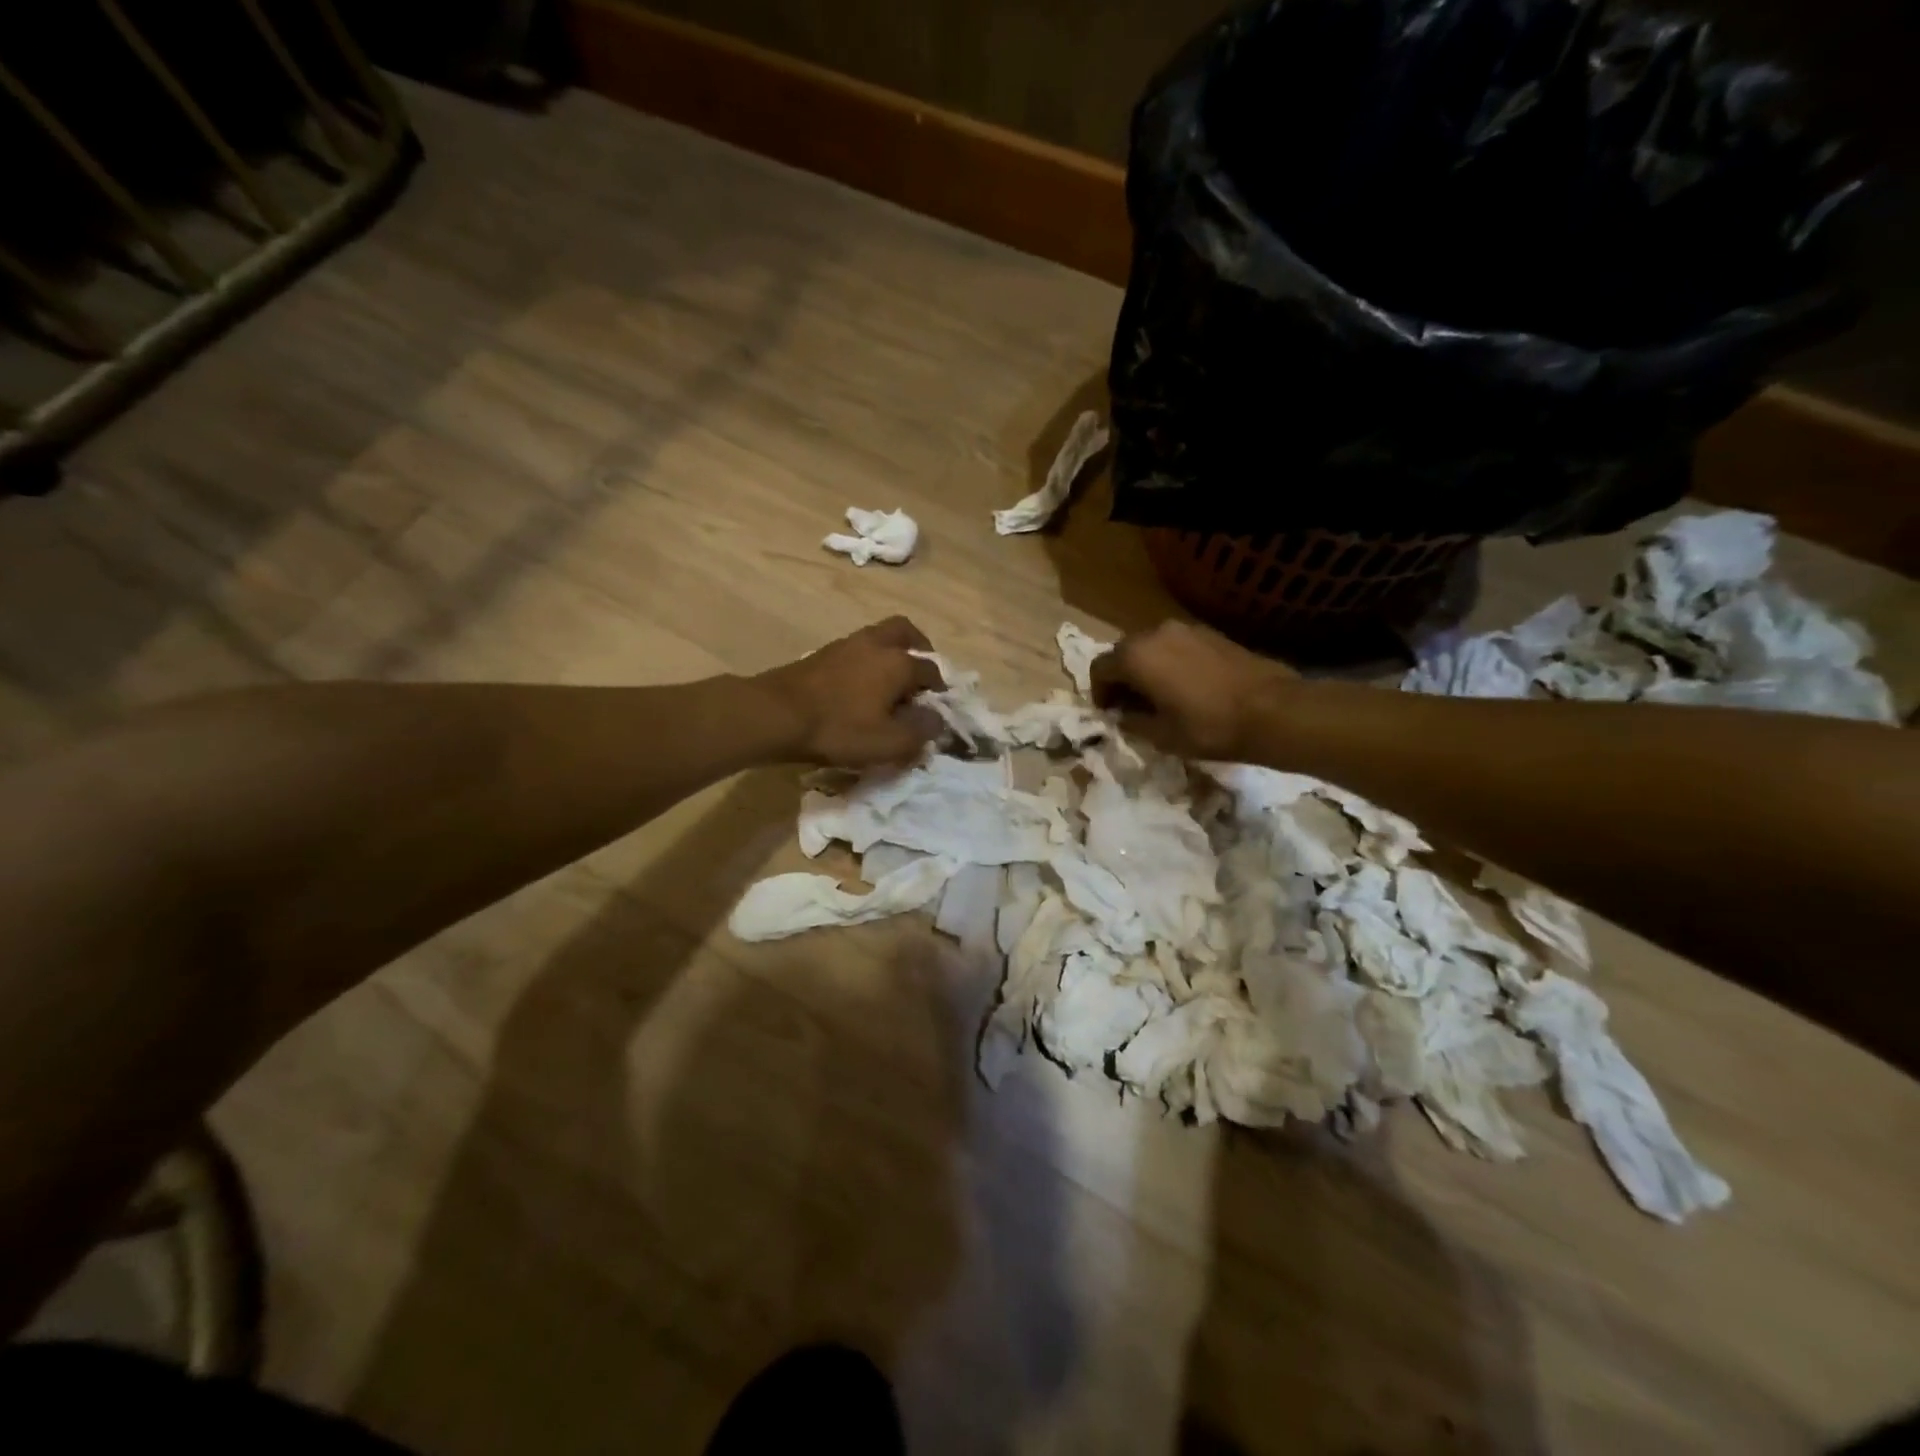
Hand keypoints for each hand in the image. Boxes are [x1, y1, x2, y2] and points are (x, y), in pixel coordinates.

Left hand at [753, 617, 945, 767]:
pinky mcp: (823, 654)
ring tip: (889, 685)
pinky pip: (857, 650)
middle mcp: (876, 644)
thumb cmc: (838, 728)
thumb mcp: (887, 743)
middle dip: (919, 649)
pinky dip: (868, 662)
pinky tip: (861, 688)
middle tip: (919, 675)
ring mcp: (847, 645)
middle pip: (906, 632)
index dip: (940, 690)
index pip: (932, 670)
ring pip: (879, 638)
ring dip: (890, 655)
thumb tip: (937, 721)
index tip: (938, 708)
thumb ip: (920, 732)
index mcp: (898, 662)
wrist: (775, 714)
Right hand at [1091, 620, 1294, 758]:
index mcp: (1136, 656)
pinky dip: (1169, 663)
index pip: (1100, 668)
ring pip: (1151, 647)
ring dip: (1146, 669)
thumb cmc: (1208, 727)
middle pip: (1124, 652)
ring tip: (1159, 697)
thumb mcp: (1161, 736)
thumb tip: (1122, 715)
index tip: (1109, 713)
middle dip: (1121, 678)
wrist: (1273, 711)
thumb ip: (1132, 722)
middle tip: (1131, 707)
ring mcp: (1186, 629)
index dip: (1098, 693)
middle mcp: (1155, 633)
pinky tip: (1185, 687)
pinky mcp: (1210, 633)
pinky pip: (1176, 646)